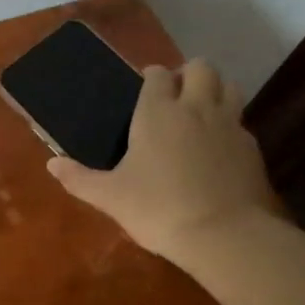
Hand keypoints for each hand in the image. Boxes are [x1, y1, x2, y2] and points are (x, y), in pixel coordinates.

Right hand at [47, 60, 281, 263]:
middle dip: (188, 74)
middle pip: (201, 68)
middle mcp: (195, 108)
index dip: (152, 78)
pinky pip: (241, 123)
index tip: (144, 90)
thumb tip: (52, 165)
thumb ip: (79, 178)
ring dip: (215, 91)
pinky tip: (218, 150)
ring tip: (201, 113)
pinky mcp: (252, 149)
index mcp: (157, 111)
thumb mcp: (110, 197)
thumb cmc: (159, 209)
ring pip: (229, 86)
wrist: (225, 236)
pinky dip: (230, 127)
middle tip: (176, 97)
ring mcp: (229, 125)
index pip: (157, 74)